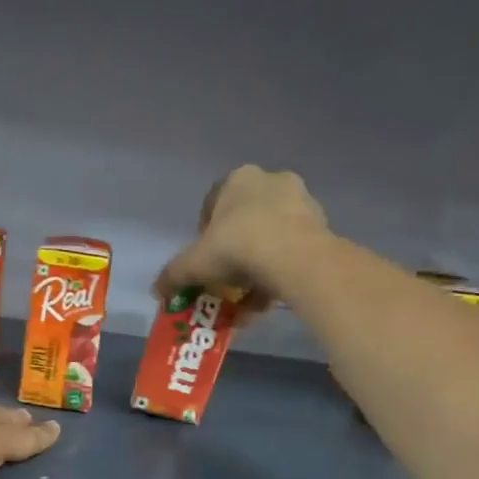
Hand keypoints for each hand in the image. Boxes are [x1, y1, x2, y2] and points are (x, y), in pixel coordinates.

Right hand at [153, 165, 329, 316]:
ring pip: (270, 237)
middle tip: (226, 280)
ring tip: (248, 299)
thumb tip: (156, 290)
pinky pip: (293, 250)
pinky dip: (280, 272)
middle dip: (234, 252)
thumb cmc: (236, 247)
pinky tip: (270, 299)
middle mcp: (271, 181)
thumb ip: (172, 275)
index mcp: (238, 179)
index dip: (205, 235)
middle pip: (244, 220)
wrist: (293, 258)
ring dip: (258, 266)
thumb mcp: (193, 264)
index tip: (205, 261)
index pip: (213, 204)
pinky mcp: (322, 226)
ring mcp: (301, 201)